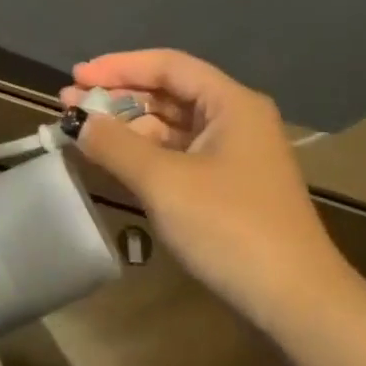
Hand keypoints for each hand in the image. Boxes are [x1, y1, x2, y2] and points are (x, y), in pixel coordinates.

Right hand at [63, 49, 351, 316]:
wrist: (296, 300)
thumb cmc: (230, 227)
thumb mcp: (164, 182)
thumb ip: (116, 145)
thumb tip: (79, 122)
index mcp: (231, 103)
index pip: (167, 65)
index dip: (118, 67)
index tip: (76, 76)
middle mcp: (235, 119)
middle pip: (168, 93)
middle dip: (118, 97)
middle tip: (69, 105)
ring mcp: (233, 154)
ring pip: (171, 126)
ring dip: (127, 126)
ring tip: (83, 132)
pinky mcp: (228, 185)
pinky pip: (178, 154)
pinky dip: (144, 153)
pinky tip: (114, 160)